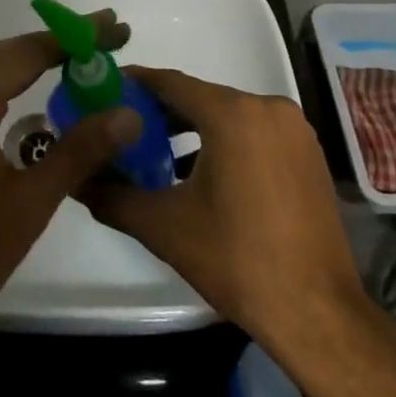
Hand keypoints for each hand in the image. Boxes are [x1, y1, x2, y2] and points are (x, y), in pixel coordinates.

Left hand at [0, 15, 142, 343]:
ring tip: (80, 56)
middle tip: (103, 37)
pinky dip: (15, 80)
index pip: (27, 53)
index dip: (72, 37)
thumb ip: (79, 151)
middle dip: (56, 41)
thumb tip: (128, 113)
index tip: (114, 25)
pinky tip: (40, 93)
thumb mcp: (30, 203)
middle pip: (7, 52)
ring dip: (34, 57)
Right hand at [81, 67, 367, 351]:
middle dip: (162, 111)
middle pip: (202, 97)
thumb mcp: (165, 227)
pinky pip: (256, 132)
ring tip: (159, 154)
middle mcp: (267, 107)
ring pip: (230, 114)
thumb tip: (77, 180)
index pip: (171, 82)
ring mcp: (294, 129)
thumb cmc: (238, 261)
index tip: (106, 89)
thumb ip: (113, 196)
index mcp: (232, 114)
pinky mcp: (309, 153)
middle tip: (126, 128)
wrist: (318, 314)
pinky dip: (228, 142)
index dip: (136, 84)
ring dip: (195, 129)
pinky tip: (205, 174)